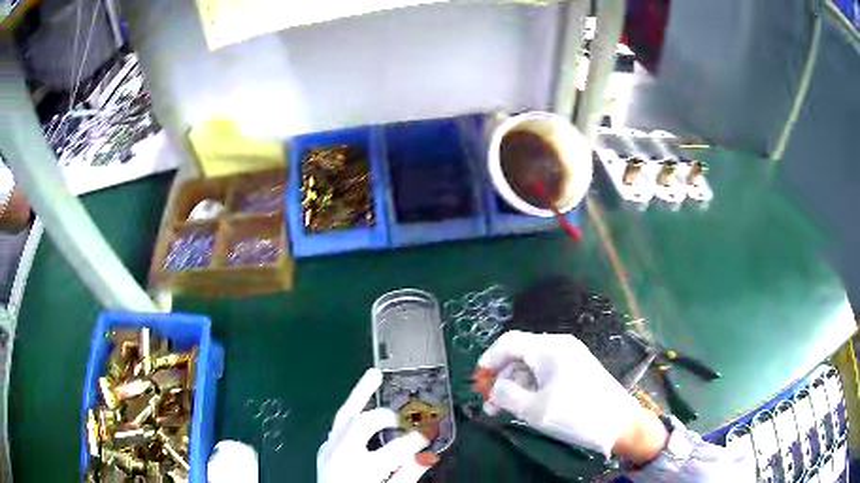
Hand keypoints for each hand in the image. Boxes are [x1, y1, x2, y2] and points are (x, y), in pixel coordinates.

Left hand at [317, 368, 436, 482]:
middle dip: (387, 417)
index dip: (417, 441)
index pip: (397, 449)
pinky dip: (350, 412)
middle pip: (364, 424)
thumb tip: (426, 456)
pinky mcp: (323, 451)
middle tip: (403, 421)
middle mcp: (342, 456)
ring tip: (373, 374)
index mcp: (362, 471)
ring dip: (359, 393)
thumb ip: (407, 476)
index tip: (427, 438)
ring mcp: (328, 451)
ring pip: (344, 415)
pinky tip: (359, 405)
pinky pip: (337, 426)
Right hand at [473, 331, 658, 458]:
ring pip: (531, 367)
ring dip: (514, 386)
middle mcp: (560, 347)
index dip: (488, 360)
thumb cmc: (576, 415)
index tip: (477, 381)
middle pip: (519, 356)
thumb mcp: (534, 409)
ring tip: (502, 411)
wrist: (619, 424)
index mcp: (549, 348)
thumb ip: (506, 395)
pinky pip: (545, 374)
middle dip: (500, 378)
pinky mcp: (577, 371)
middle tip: (488, 404)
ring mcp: (570, 358)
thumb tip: (495, 387)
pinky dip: (530, 388)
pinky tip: (524, 406)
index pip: (508, 342)